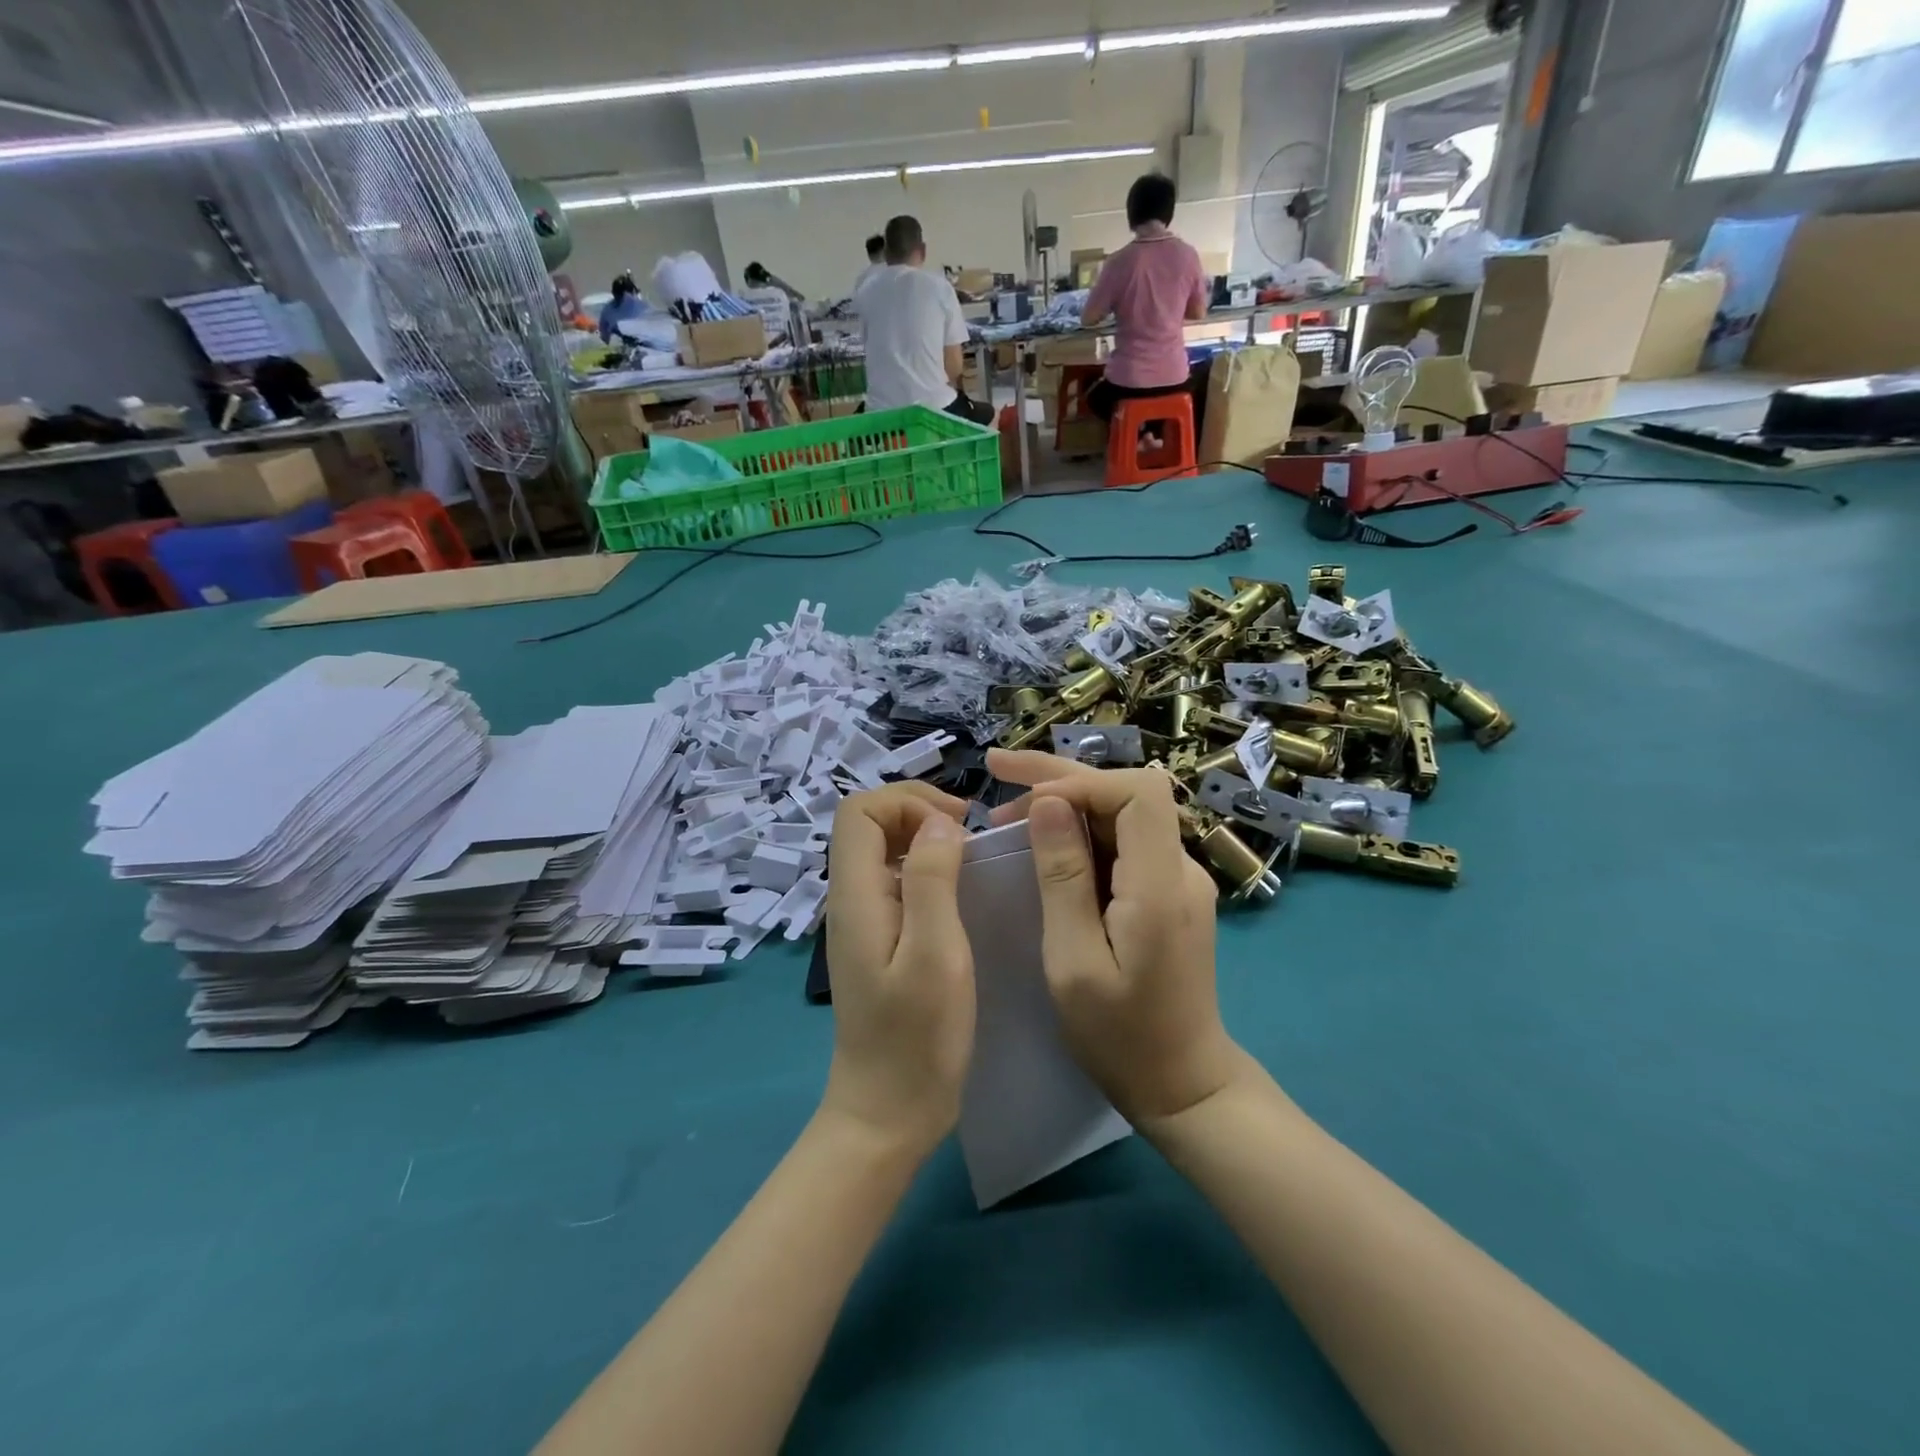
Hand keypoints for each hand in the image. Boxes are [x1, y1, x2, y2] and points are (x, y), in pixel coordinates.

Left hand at [820, 782, 974, 1157]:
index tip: (957, 823)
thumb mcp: (935, 953)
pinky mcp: (877, 941)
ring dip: (923, 839)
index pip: (859, 812)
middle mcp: (850, 900)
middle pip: (868, 824)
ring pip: (881, 851)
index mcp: (856, 896)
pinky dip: (924, 868)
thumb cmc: (917, 1037)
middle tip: (968, 834)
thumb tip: (938, 822)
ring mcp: (861, 921)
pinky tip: (957, 893)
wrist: (887, 1112)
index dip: (907, 801)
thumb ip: (931, 879)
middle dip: (917, 812)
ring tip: (969, 857)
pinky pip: (893, 881)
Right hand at [987, 749, 1244, 1127]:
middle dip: (1060, 777)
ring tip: (1004, 812)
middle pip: (1126, 794)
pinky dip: (1078, 833)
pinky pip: (1121, 843)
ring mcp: (1177, 878)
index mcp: (1161, 885)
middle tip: (995, 770)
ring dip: (1065, 804)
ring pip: (1120, 814)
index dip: (1079, 780)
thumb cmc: (1120, 1036)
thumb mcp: (1073, 961)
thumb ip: (1063, 877)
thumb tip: (1048, 802)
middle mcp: (1179, 868)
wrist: (1182, 1084)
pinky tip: (1041, 842)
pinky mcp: (1167, 891)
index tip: (1024, 798)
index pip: (1138, 792)